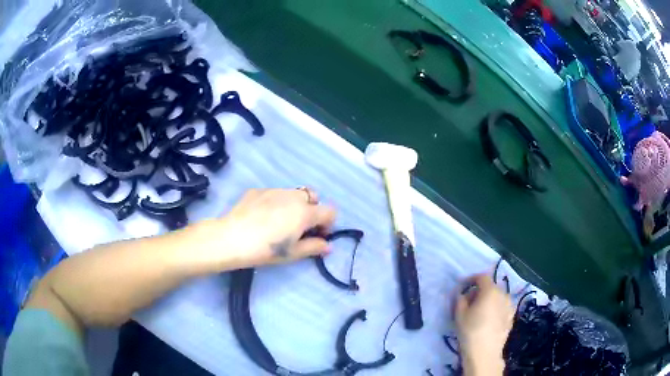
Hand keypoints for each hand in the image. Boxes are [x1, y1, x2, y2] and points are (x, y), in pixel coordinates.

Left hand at [193, 188, 336, 270]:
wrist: (231, 238)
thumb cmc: (265, 249)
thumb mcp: (292, 253)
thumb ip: (314, 247)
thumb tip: (328, 246)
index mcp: (305, 212)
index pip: (330, 211)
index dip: (328, 224)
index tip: (317, 235)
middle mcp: (293, 196)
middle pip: (313, 197)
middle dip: (312, 210)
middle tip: (299, 227)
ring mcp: (274, 190)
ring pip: (293, 193)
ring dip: (294, 205)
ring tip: (280, 221)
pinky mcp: (258, 190)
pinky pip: (275, 194)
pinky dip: (276, 203)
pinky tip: (262, 217)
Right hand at [454, 273, 513, 375]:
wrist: (485, 353)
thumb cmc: (470, 331)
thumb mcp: (459, 314)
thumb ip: (460, 299)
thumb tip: (464, 294)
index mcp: (490, 291)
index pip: (482, 277)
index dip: (471, 279)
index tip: (463, 287)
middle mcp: (503, 294)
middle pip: (490, 287)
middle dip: (480, 291)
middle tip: (469, 302)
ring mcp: (510, 306)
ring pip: (497, 297)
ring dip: (489, 300)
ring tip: (479, 312)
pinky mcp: (512, 317)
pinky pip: (502, 307)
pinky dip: (495, 309)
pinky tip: (488, 320)